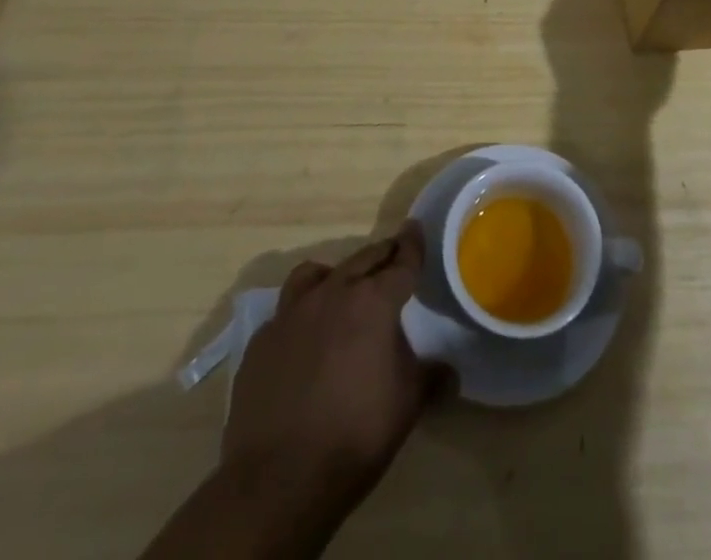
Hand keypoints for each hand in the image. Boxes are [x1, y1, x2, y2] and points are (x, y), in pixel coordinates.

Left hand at [217, 222, 446, 556]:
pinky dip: (300, 315)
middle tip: (393, 257)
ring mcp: (291, 314)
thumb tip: (448, 371)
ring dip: (334, 275)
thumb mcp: (409, 404)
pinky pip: (285, 313)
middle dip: (382, 255)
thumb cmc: (356, 434)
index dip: (412, 245)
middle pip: (363, 259)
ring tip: (341, 291)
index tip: (415, 229)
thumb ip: (431, 377)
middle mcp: (333, 293)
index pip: (402, 262)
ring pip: (315, 274)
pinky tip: (303, 340)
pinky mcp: (261, 341)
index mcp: (374, 301)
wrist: (279, 480)